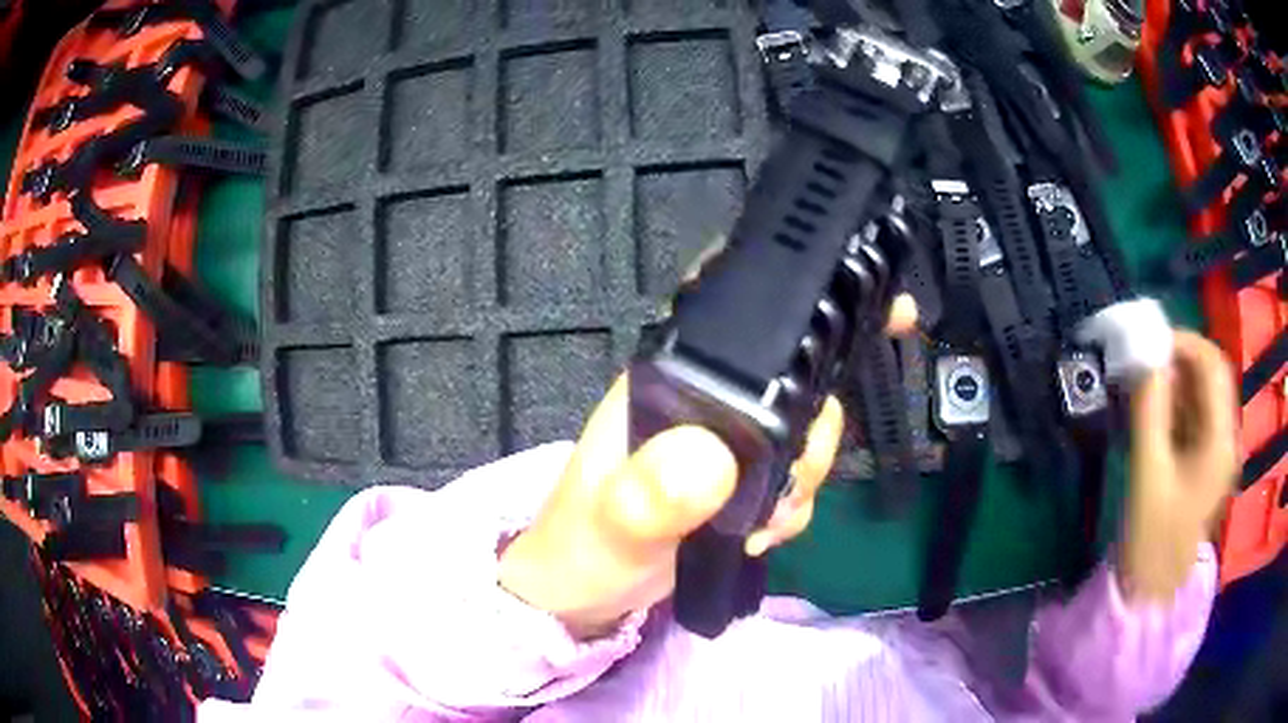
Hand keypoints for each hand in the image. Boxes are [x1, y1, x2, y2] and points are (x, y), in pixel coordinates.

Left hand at [499, 296, 917, 638]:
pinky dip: (794, 507)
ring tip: (765, 526)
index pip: (749, 328)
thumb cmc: (583, 550)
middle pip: (796, 383)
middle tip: (785, 494)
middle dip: (812, 438)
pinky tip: (764, 536)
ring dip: (805, 481)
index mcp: (673, 383)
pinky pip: (793, 476)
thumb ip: (648, 496)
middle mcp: (706, 400)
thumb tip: (712, 457)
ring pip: (804, 431)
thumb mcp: (611, 528)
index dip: (805, 330)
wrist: (585, 592)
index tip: (861, 356)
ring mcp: (727, 440)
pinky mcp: (739, 478)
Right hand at [1123, 331, 1237, 602]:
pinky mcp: (1207, 463)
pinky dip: (1176, 404)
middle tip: (1144, 362)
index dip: (1184, 342)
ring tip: (1144, 386)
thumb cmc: (1152, 539)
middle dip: (1180, 359)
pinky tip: (1153, 413)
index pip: (1212, 366)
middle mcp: (1227, 438)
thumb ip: (1149, 409)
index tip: (1148, 341)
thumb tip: (1143, 354)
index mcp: (1221, 441)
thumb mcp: (1148, 473)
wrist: (1153, 591)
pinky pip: (1196, 416)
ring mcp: (1219, 452)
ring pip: (1204, 394)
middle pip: (1211, 376)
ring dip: (1176, 381)